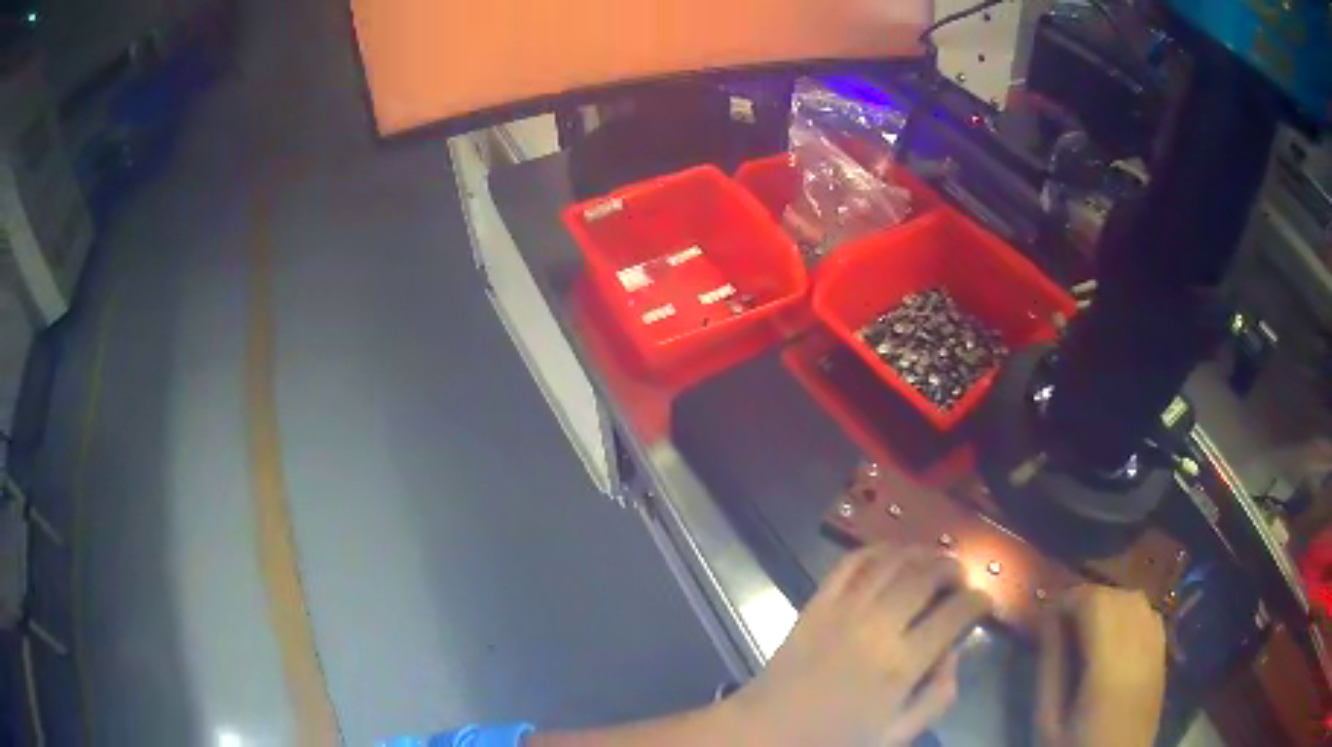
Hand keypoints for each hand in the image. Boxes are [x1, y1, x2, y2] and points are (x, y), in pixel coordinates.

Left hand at [724, 545, 992, 745]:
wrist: (768, 731)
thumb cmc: (836, 738)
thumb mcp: (898, 733)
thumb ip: (937, 696)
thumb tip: (954, 654)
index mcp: (902, 664)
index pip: (955, 614)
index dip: (978, 601)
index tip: (984, 601)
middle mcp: (877, 627)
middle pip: (925, 577)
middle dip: (952, 569)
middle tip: (961, 576)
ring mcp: (843, 610)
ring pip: (892, 562)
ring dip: (920, 553)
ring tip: (934, 559)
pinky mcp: (816, 604)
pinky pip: (849, 564)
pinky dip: (875, 550)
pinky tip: (890, 554)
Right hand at [1035, 586, 1166, 746]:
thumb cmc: (1076, 746)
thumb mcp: (1048, 718)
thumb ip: (1050, 668)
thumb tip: (1047, 621)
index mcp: (1108, 663)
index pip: (1094, 602)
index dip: (1068, 598)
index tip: (1045, 614)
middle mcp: (1139, 644)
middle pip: (1116, 596)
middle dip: (1086, 599)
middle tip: (1061, 621)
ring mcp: (1156, 647)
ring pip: (1136, 599)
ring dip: (1109, 602)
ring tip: (1087, 625)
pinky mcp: (1163, 654)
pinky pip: (1150, 613)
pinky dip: (1130, 611)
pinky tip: (1115, 632)